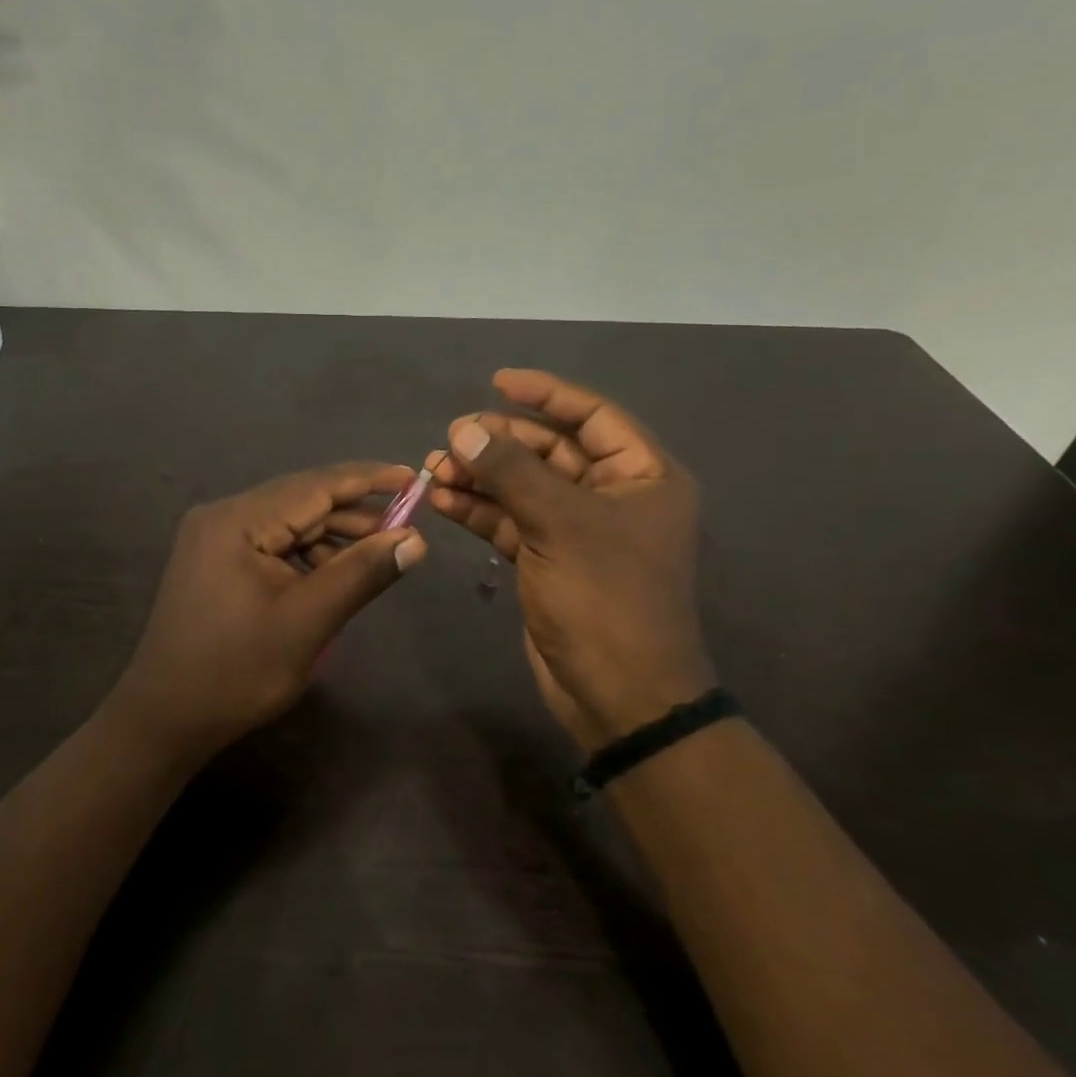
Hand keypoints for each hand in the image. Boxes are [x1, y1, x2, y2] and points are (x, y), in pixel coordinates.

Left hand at [106, 462, 427, 762]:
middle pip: (301, 501)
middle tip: (405, 527)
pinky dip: (306, 554)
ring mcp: (214, 538)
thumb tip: (416, 540)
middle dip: (354, 513)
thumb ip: (361, 573)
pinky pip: (272, 544)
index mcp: (237, 521)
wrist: (164, 720)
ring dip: (332, 536)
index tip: (414, 478)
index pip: (314, 485)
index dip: (368, 479)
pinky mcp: (215, 560)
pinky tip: (333, 573)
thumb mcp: (308, 623)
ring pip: (288, 523)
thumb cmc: (236, 672)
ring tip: (377, 554)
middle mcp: (222, 516)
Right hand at [427, 369, 711, 748]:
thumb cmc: (606, 598)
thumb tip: (463, 430)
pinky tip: (442, 500)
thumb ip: (511, 471)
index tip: (497, 382)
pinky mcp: (549, 559)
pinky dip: (479, 509)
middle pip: (550, 451)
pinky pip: (510, 520)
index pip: (592, 416)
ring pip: (523, 486)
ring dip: (480, 476)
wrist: (618, 694)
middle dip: (499, 442)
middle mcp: (614, 495)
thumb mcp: (560, 524)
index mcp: (643, 475)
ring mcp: (578, 530)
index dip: (546, 395)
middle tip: (451, 438)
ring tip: (433, 469)